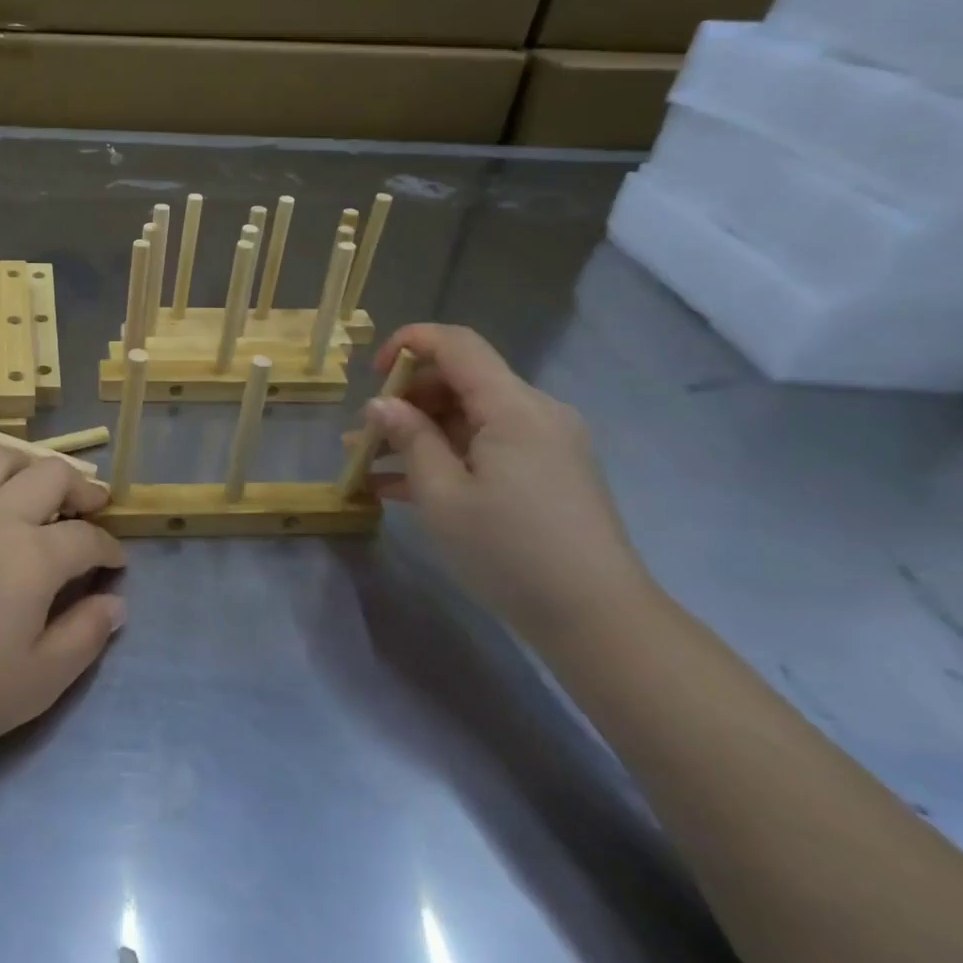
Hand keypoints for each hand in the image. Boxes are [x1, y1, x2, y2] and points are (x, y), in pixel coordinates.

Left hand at [0, 448, 127, 766]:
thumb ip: (84, 636)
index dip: (109, 549)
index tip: (115, 563)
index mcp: (33, 555)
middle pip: (52, 475)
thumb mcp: (37, 682)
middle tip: (92, 507)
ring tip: (40, 491)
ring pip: (2, 458)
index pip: (87, 537)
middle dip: (83, 488)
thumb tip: (115, 603)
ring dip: (32, 467)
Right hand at [367, 324, 647, 638]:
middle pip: (461, 379)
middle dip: (407, 399)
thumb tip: (381, 404)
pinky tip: (400, 488)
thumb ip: (409, 439)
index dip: (409, 344)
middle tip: (365, 435)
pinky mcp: (547, 472)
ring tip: (368, 462)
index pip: (457, 344)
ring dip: (419, 433)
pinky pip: (487, 447)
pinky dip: (446, 456)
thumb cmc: (509, 550)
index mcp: (513, 406)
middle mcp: (535, 412)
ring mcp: (544, 443)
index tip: (371, 375)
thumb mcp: (442, 495)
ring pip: (469, 417)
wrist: (597, 619)